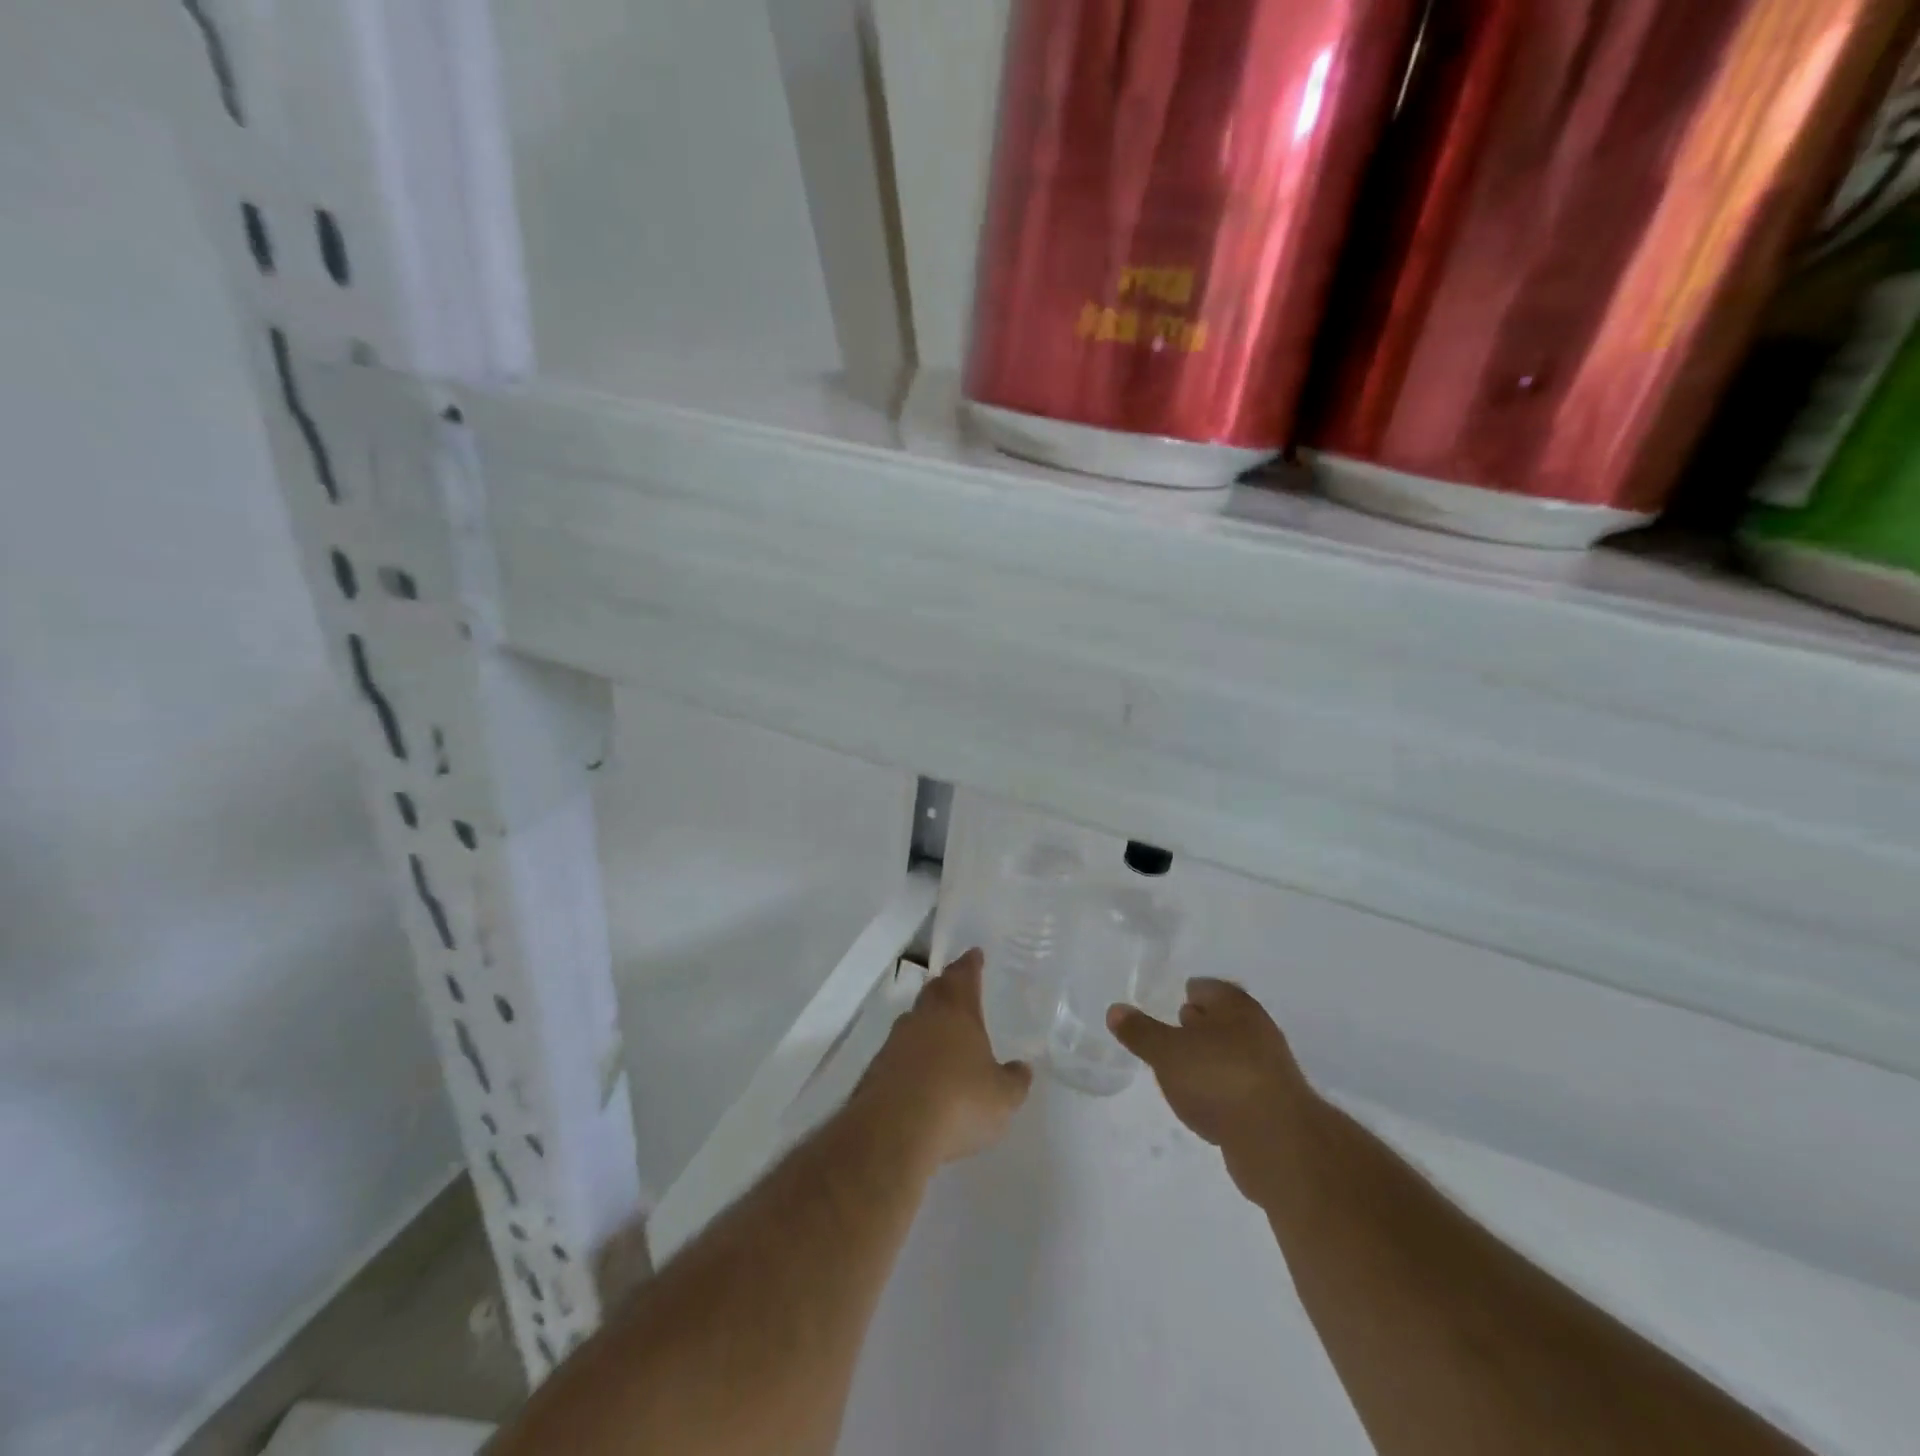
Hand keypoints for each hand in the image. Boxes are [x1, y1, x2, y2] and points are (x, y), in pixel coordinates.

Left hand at [860, 949, 1033, 1165]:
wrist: (893, 1131)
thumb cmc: (958, 1102)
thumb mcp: (1002, 1097)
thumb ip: (1014, 1080)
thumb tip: (1022, 1068)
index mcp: (957, 1012)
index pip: (964, 975)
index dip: (971, 964)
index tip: (974, 954)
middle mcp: (923, 1017)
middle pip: (935, 991)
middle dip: (948, 986)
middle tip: (958, 985)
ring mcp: (895, 1041)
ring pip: (914, 1019)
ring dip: (927, 1021)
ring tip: (941, 1031)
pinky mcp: (876, 1069)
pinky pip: (899, 1050)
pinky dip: (912, 1053)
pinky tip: (920, 1071)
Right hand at [1108, 979, 1316, 1199]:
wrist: (1278, 1143)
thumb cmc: (1219, 1079)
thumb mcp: (1167, 1052)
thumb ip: (1140, 1031)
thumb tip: (1115, 1009)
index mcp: (1235, 1006)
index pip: (1206, 987)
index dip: (1187, 992)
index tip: (1168, 1003)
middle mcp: (1257, 1030)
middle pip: (1222, 1019)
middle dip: (1199, 1024)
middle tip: (1171, 1032)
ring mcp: (1269, 1069)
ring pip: (1231, 1054)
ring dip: (1209, 1059)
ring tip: (1180, 1070)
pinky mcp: (1273, 1106)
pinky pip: (1238, 1087)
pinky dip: (1220, 1090)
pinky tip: (1202, 1103)